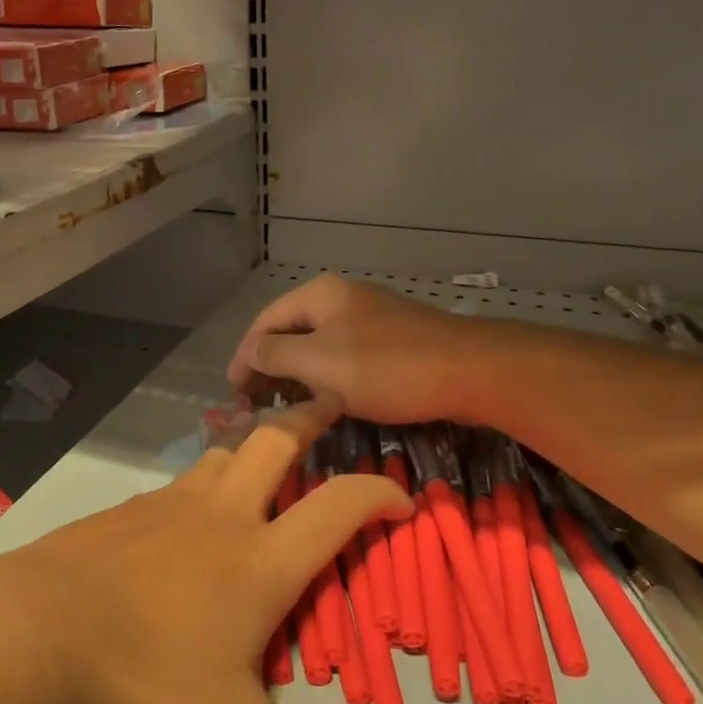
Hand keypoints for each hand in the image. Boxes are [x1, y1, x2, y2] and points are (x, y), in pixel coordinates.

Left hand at [0, 400, 450, 703]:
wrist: (23, 642)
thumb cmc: (140, 690)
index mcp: (259, 560)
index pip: (338, 505)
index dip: (379, 494)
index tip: (402, 498)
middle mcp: (217, 516)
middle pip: (273, 442)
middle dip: (308, 419)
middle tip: (329, 406)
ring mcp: (161, 506)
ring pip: (219, 455)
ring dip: (250, 448)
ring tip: (263, 457)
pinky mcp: (118, 513)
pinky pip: (172, 484)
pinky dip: (198, 483)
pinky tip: (183, 514)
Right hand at [227, 274, 490, 425]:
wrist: (471, 371)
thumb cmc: (387, 367)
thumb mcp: (321, 363)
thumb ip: (276, 356)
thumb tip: (249, 354)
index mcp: (319, 295)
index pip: (265, 322)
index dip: (243, 357)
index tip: (231, 394)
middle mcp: (340, 298)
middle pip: (290, 331)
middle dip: (268, 367)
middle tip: (253, 404)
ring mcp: (369, 318)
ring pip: (318, 347)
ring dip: (296, 376)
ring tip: (282, 408)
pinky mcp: (391, 341)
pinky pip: (344, 358)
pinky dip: (326, 379)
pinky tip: (325, 402)